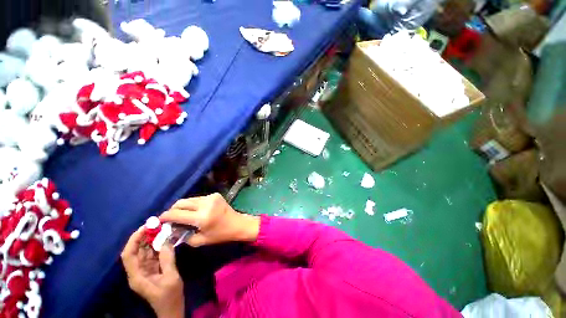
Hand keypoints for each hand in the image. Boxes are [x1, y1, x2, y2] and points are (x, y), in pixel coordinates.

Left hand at [121, 227, 183, 317]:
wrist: (172, 309)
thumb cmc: (170, 297)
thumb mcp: (171, 278)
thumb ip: (167, 259)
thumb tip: (166, 241)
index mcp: (137, 276)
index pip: (128, 255)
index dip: (134, 240)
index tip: (145, 227)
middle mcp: (137, 271)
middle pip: (135, 251)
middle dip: (143, 237)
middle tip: (155, 224)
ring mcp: (145, 270)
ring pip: (144, 251)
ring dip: (151, 240)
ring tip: (160, 228)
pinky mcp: (152, 269)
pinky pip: (152, 254)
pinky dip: (157, 245)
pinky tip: (164, 238)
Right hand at [160, 193, 259, 246]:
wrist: (238, 223)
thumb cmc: (220, 235)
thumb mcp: (200, 240)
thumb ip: (183, 236)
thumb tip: (171, 230)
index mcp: (202, 217)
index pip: (177, 214)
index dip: (165, 216)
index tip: (159, 220)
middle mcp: (205, 204)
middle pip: (181, 203)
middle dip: (172, 210)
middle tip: (169, 218)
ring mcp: (211, 197)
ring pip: (189, 199)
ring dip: (182, 206)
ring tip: (181, 215)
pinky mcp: (215, 194)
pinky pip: (198, 198)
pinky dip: (192, 204)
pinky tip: (194, 211)